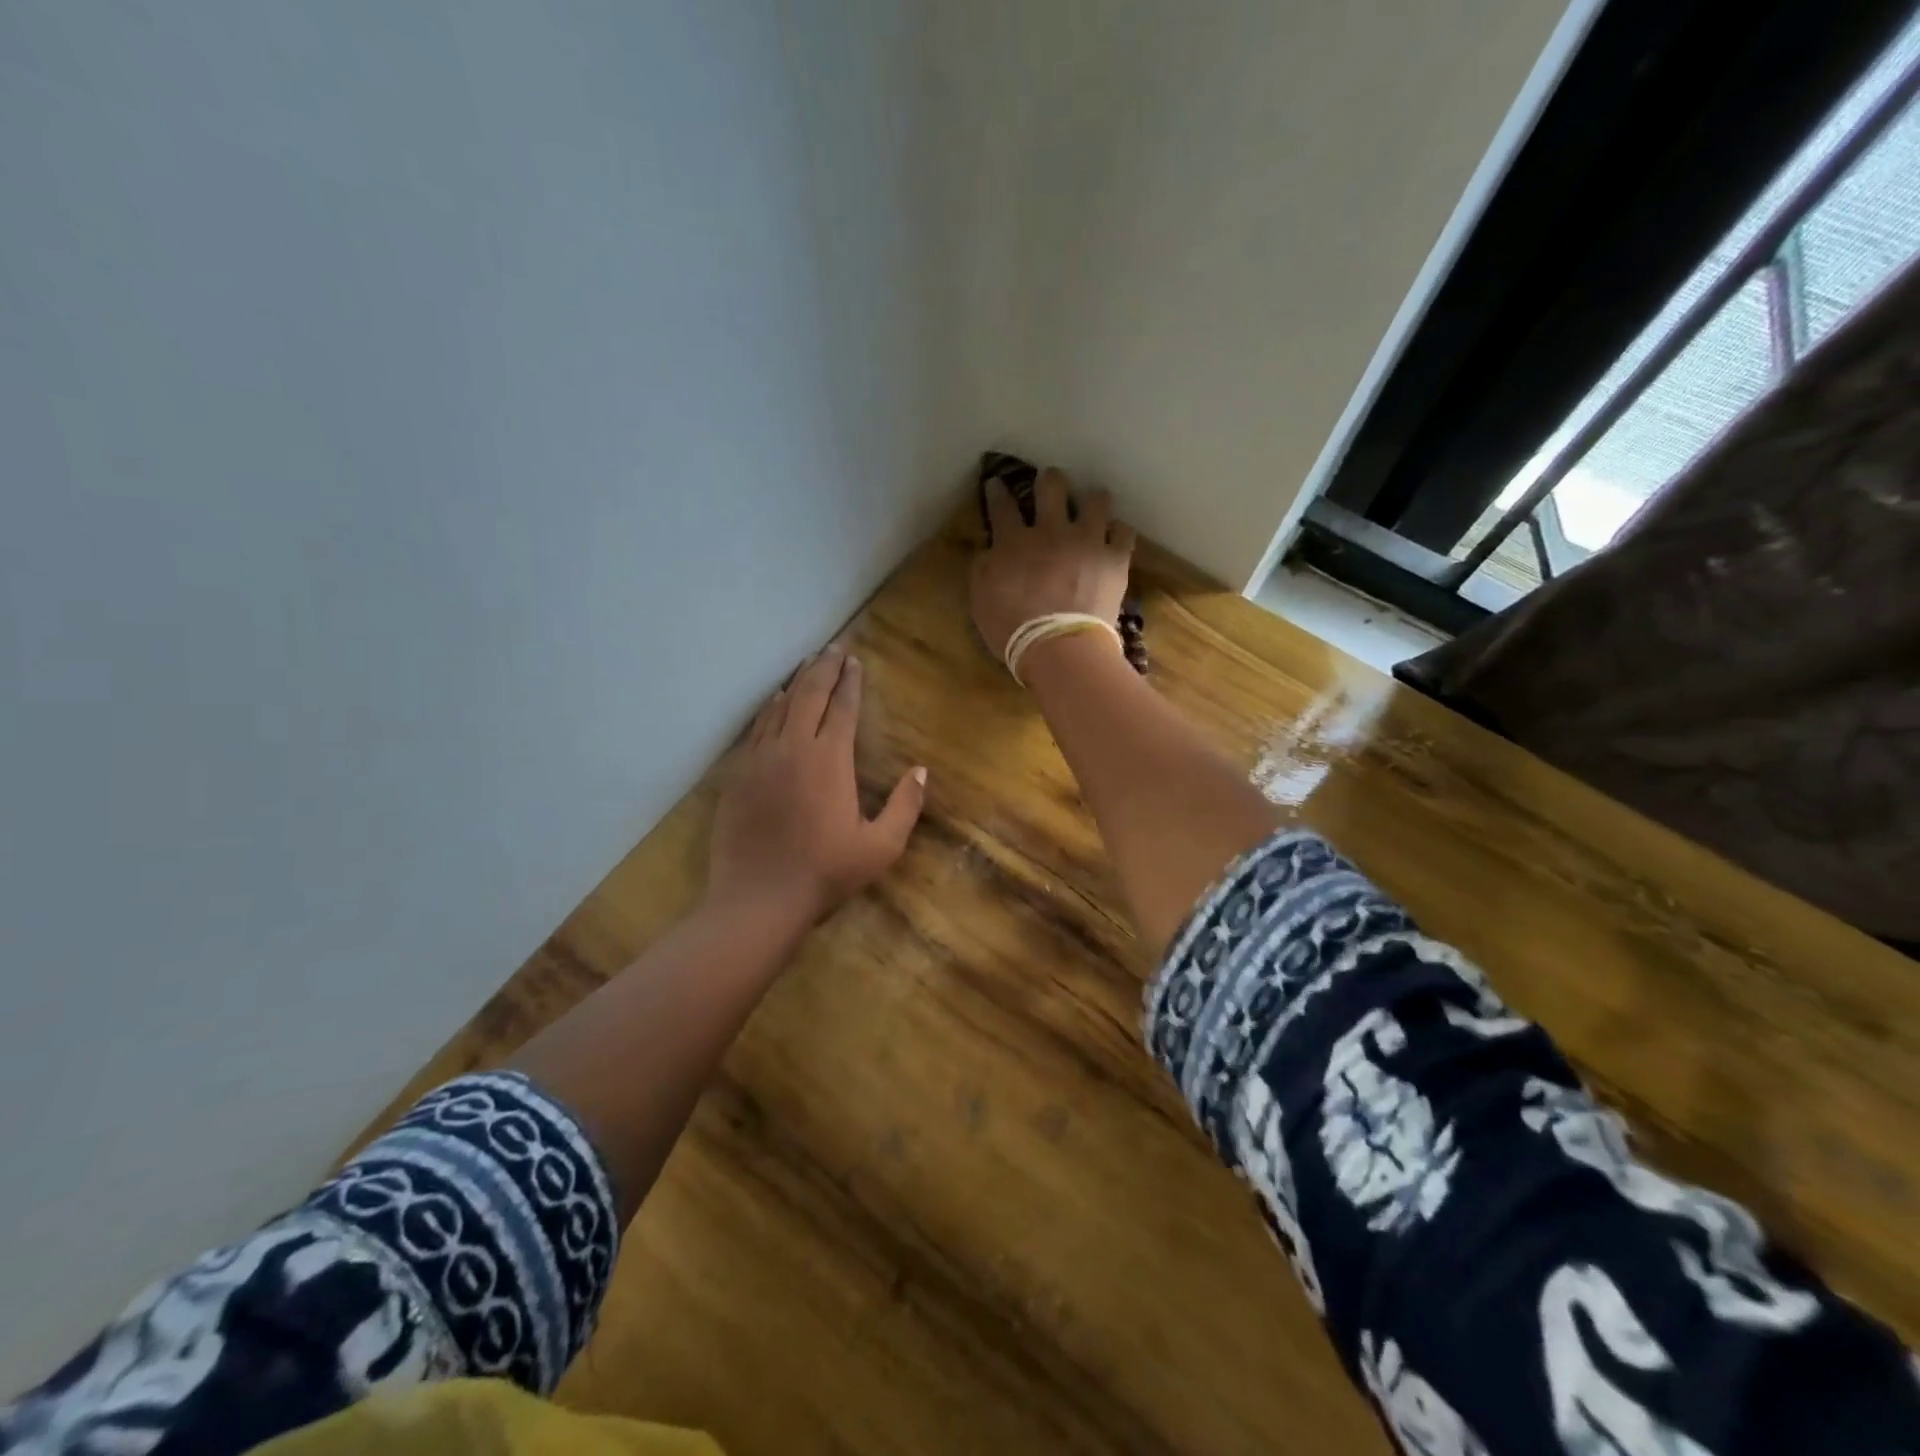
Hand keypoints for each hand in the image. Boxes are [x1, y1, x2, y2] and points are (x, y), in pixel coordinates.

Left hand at [708, 648, 926, 933]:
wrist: (758, 898)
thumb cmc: (825, 873)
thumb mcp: (880, 847)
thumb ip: (904, 806)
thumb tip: (920, 771)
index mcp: (830, 759)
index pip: (842, 707)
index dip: (850, 682)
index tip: (855, 661)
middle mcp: (793, 747)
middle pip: (809, 695)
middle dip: (824, 668)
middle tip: (833, 648)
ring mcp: (760, 758)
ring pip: (780, 706)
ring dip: (796, 682)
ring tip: (808, 664)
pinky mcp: (738, 774)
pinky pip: (756, 728)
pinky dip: (769, 708)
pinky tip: (774, 701)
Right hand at [970, 467, 1135, 661]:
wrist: (1059, 648)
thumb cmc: (1012, 630)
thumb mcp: (980, 601)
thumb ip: (982, 569)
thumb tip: (988, 549)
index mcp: (1014, 542)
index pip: (1002, 506)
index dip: (998, 491)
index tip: (997, 483)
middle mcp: (1051, 531)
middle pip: (1052, 487)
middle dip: (1050, 480)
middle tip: (1050, 483)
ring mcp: (1087, 541)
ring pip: (1095, 501)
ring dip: (1092, 500)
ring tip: (1093, 504)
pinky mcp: (1114, 559)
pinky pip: (1124, 533)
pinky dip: (1118, 533)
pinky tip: (1115, 536)